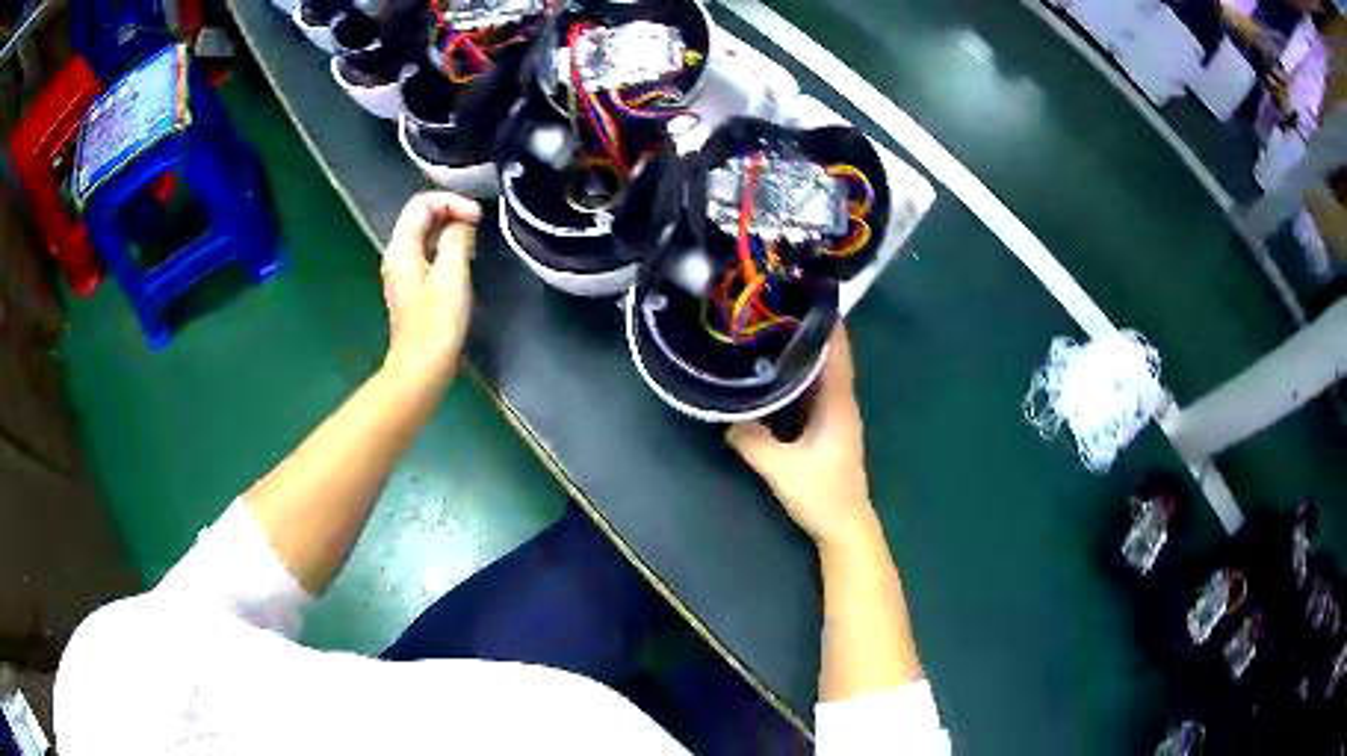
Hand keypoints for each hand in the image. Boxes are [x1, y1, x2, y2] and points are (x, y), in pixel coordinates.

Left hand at [380, 192, 481, 388]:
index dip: (451, 202)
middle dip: (451, 212)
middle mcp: (397, 253)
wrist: (422, 368)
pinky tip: (464, 261)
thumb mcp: (451, 275)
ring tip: (475, 242)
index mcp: (401, 247)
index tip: (477, 218)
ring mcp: (404, 271)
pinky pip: (428, 252)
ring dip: (450, 230)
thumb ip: (456, 239)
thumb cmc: (437, 323)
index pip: (422, 203)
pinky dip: (446, 248)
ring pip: (426, 234)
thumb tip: (462, 223)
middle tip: (478, 227)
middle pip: (422, 216)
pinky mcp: (413, 286)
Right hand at [728, 326, 877, 549]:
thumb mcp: (780, 468)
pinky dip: (801, 376)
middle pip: (831, 357)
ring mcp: (837, 416)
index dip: (828, 322)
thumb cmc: (820, 493)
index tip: (809, 294)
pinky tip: (778, 373)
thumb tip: (726, 419)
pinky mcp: (829, 429)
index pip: (837, 351)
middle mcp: (842, 402)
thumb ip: (752, 441)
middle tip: (779, 306)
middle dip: (810, 330)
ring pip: (823, 374)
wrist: (844, 526)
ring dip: (806, 352)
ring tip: (775, 331)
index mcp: (838, 403)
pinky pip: (816, 391)